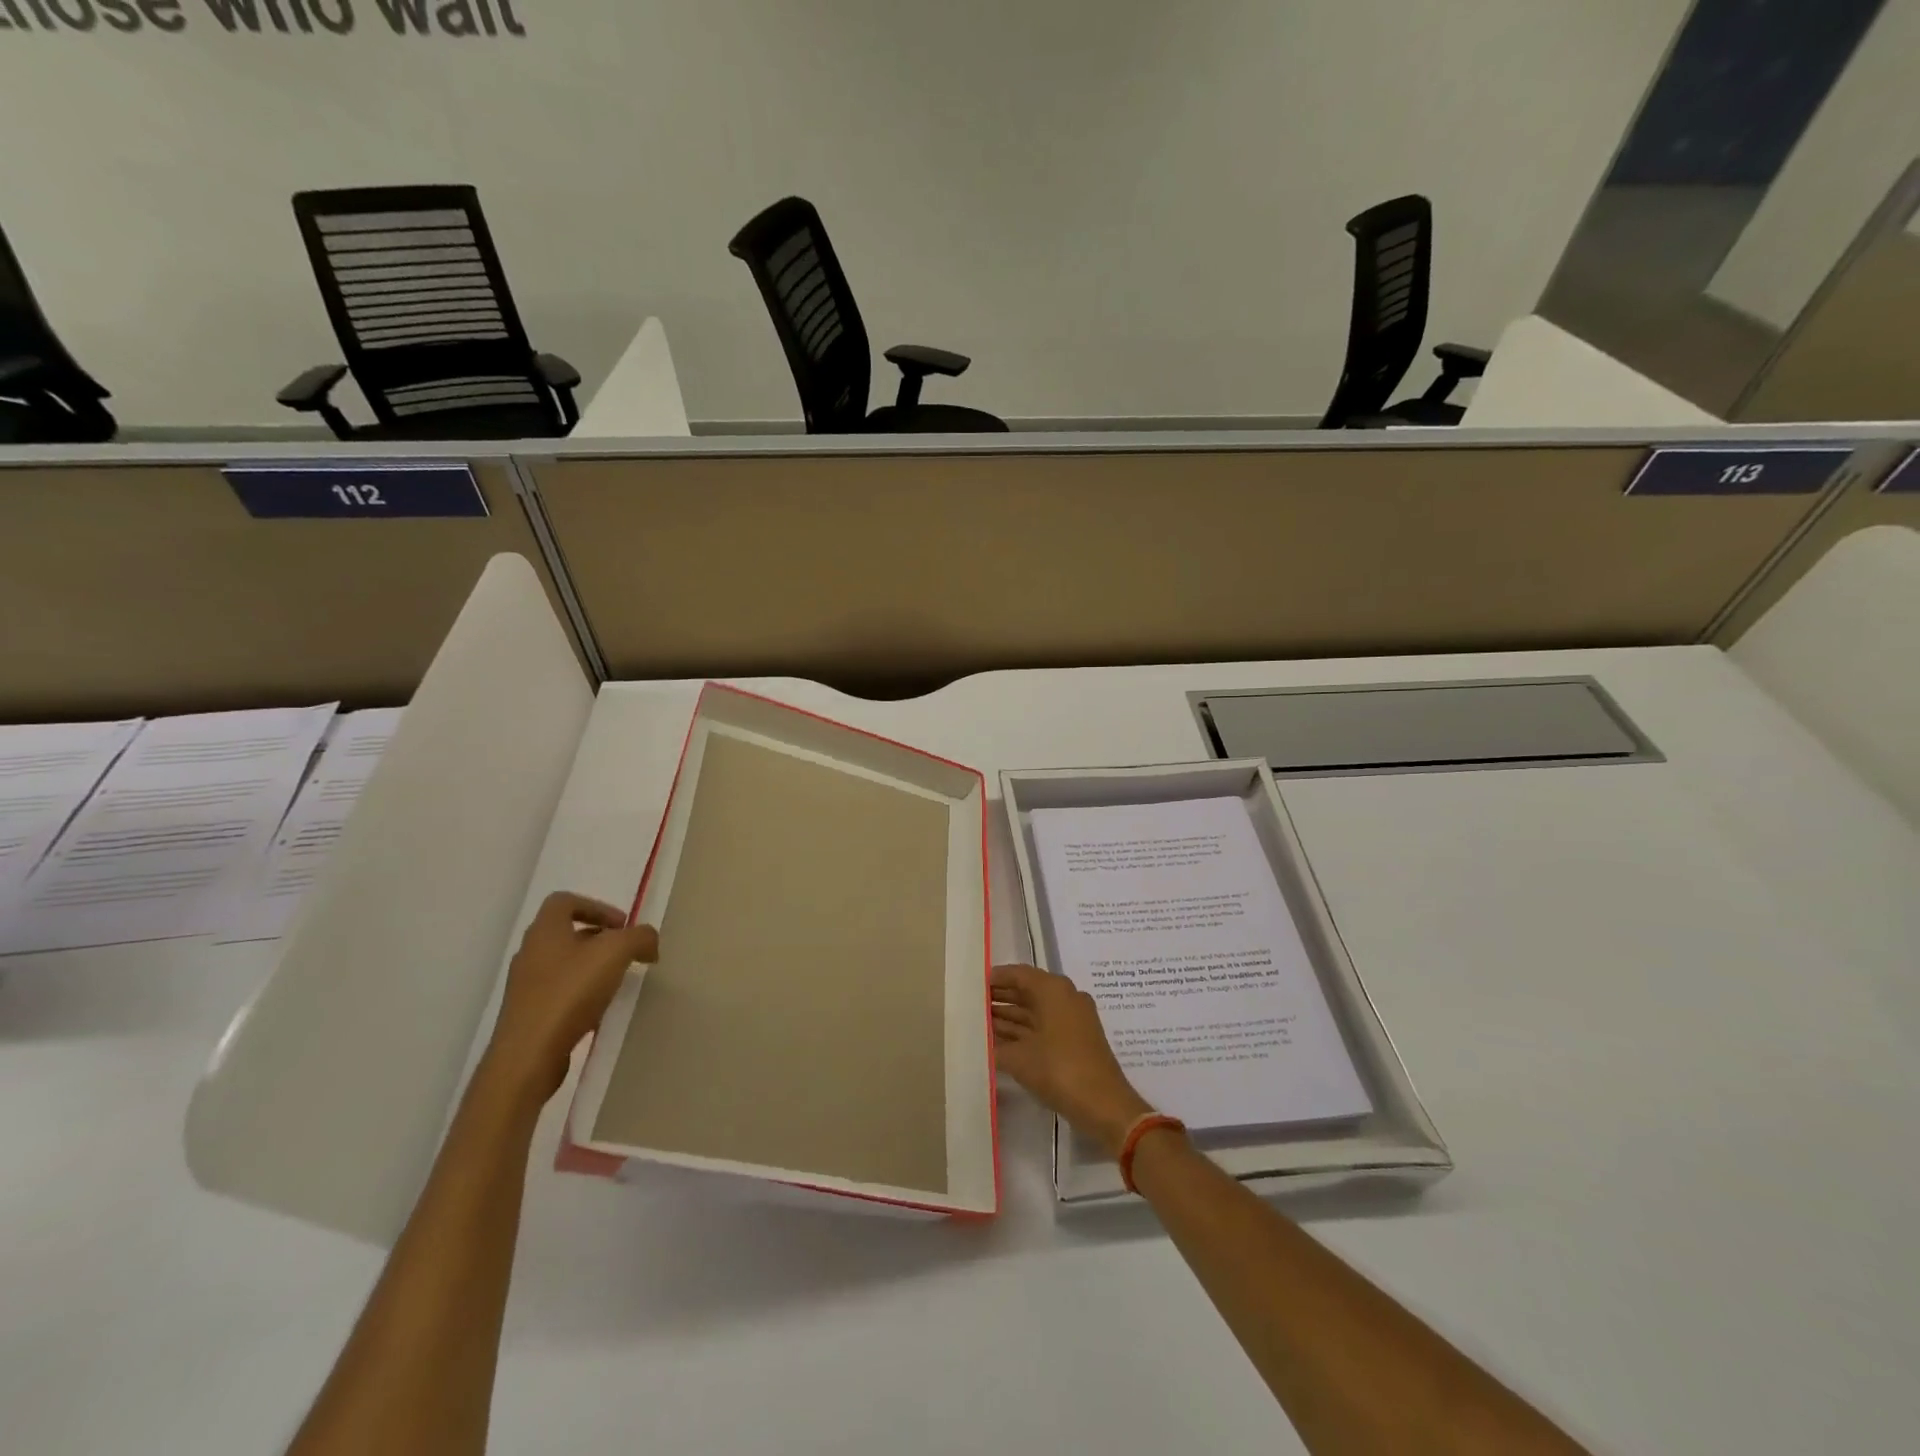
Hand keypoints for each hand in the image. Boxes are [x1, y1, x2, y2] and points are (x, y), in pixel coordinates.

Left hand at [483, 891, 658, 1104]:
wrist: (528, 1056)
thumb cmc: (569, 993)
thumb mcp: (616, 953)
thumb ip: (640, 937)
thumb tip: (649, 942)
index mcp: (545, 930)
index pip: (564, 901)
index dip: (596, 906)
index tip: (622, 925)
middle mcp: (530, 953)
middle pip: (565, 932)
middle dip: (598, 938)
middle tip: (624, 952)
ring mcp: (524, 985)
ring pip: (562, 963)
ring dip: (590, 966)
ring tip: (615, 981)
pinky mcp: (527, 1014)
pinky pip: (557, 991)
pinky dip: (580, 992)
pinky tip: (598, 1009)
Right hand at [991, 964, 1153, 1158]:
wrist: (1104, 1106)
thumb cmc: (1059, 1070)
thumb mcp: (1019, 1058)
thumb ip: (995, 1046)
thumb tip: (979, 1041)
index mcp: (1054, 989)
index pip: (1019, 974)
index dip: (995, 979)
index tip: (972, 985)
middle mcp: (1065, 997)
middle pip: (1027, 991)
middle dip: (1000, 999)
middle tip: (971, 1006)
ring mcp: (1073, 1019)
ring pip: (1035, 1012)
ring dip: (1009, 1018)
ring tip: (979, 1025)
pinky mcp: (1076, 1040)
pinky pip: (1043, 1028)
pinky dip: (1023, 1033)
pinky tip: (998, 1044)